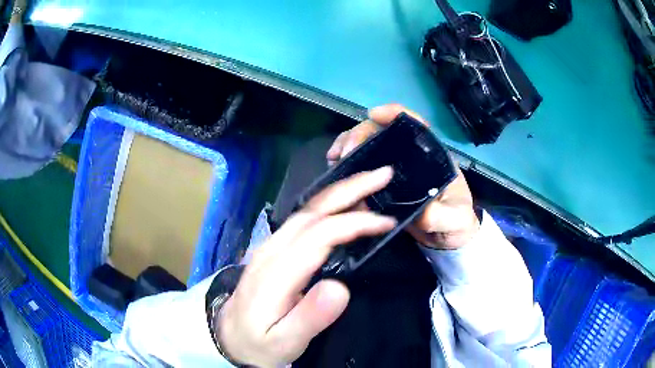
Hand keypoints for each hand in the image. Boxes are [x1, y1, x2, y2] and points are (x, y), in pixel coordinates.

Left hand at [217, 167, 396, 366]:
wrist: (230, 336)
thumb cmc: (260, 341)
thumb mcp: (284, 341)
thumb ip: (310, 317)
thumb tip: (341, 288)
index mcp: (276, 272)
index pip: (319, 234)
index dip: (354, 222)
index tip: (386, 222)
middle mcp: (273, 249)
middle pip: (312, 210)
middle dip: (350, 188)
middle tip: (383, 175)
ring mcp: (271, 246)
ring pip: (308, 209)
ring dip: (341, 192)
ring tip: (371, 184)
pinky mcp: (275, 249)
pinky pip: (304, 218)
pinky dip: (329, 204)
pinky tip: (345, 204)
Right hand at [327, 104, 478, 249]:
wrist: (445, 239)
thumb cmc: (456, 222)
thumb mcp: (455, 220)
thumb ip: (442, 215)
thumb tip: (420, 211)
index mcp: (432, 157)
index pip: (415, 125)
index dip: (395, 114)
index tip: (374, 114)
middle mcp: (411, 157)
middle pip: (384, 132)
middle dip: (361, 134)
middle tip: (345, 153)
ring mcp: (395, 169)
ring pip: (370, 146)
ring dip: (349, 145)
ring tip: (333, 158)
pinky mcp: (383, 184)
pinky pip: (364, 167)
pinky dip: (348, 164)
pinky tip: (336, 170)